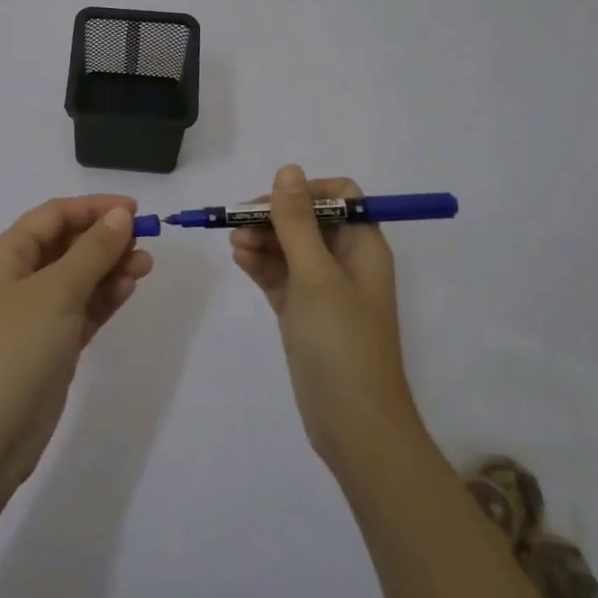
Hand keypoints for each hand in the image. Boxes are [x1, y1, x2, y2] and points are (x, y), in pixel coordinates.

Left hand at [0, 195, 153, 487]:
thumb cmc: (15, 349)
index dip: (93, 207)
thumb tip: (119, 215)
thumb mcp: (56, 291)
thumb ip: (92, 251)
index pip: (54, 215)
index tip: (134, 210)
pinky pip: (82, 309)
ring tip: (146, 267)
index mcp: (7, 255)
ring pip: (78, 277)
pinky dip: (104, 298)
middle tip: (145, 242)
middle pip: (67, 244)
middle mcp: (19, 278)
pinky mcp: (50, 347)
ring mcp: (34, 315)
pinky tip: (128, 290)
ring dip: (110, 268)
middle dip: (105, 239)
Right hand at [232, 165, 423, 473]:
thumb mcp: (316, 275)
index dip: (306, 192)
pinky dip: (261, 265)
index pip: (340, 196)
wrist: (355, 427)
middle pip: (308, 219)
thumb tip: (287, 169)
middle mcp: (346, 261)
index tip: (273, 202)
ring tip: (234, 246)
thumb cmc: (342, 342)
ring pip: (289, 247)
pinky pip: (280, 275)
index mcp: (363, 246)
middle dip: (274, 217)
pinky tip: (240, 260)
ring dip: (262, 240)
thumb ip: (297, 221)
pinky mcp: (304, 313)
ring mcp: (324, 289)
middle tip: (238, 224)